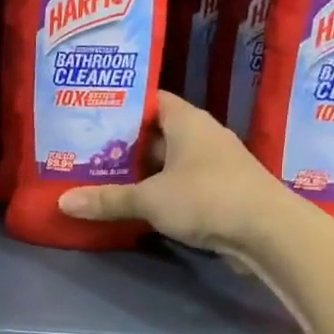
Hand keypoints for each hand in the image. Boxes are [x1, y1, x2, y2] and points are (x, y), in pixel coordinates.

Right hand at [57, 90, 288, 251]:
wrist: (270, 233)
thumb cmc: (207, 198)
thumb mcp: (150, 199)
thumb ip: (107, 200)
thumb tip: (63, 202)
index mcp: (187, 122)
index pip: (152, 100)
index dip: (124, 105)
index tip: (93, 114)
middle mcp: (203, 137)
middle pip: (157, 133)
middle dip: (125, 143)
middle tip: (88, 150)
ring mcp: (215, 166)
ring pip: (169, 162)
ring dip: (142, 171)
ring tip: (103, 176)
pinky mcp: (221, 193)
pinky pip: (181, 185)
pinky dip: (160, 191)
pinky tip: (136, 203)